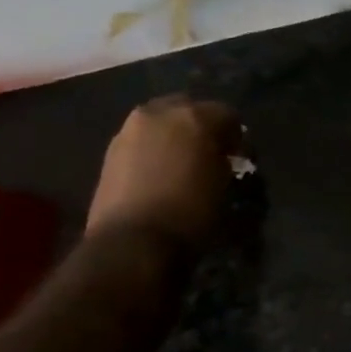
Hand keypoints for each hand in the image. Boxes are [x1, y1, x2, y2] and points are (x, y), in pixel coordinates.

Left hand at [85, 95, 245, 246]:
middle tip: (210, 154)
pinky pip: (142, 140)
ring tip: (183, 164)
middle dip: (202, 127)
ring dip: (175, 136)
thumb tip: (222, 158)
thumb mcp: (225, 189)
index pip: (227, 114)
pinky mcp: (111, 150)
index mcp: (195, 117)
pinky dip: (154, 149)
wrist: (133, 243)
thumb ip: (226, 163)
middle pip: (189, 108)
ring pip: (161, 122)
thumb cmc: (191, 215)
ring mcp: (130, 130)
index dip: (237, 137)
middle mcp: (160, 113)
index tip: (239, 157)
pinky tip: (160, 174)